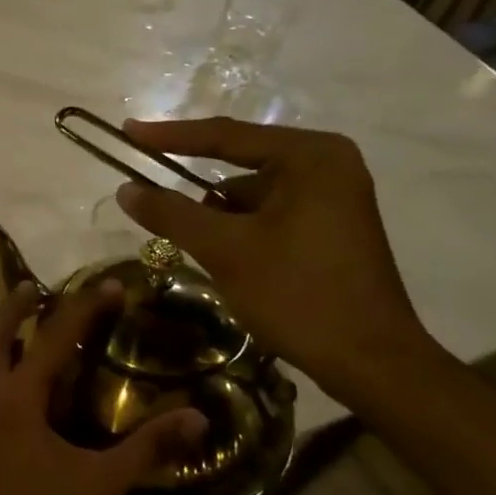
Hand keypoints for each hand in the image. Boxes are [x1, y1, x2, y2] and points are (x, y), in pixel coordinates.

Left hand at [0, 281, 206, 494]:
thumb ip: (150, 446)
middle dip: (13, 308)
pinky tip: (8, 382)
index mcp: (18, 402)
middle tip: (36, 287)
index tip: (109, 285)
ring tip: (17, 325)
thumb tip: (197, 415)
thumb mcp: (106, 484)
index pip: (52, 340)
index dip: (83, 309)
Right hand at [115, 117, 440, 406]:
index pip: (225, 136)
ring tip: (203, 253)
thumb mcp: (225, 250)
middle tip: (150, 199)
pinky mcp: (332, 227)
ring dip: (220, 220)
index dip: (169, 136)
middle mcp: (327, 164)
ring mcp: (333, 196)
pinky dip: (242, 232)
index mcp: (310, 156)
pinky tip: (231, 264)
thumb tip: (125, 189)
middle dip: (199, 193)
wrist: (370, 362)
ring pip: (252, 196)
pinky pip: (270, 215)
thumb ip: (171, 214)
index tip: (128, 131)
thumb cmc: (298, 294)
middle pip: (239, 166)